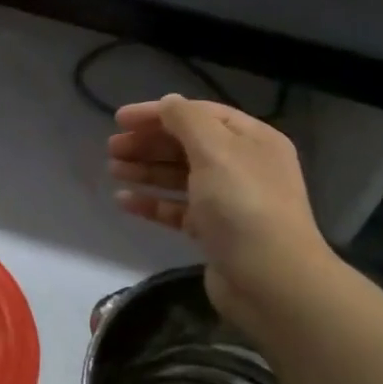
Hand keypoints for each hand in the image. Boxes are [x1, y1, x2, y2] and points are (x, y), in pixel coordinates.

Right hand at [108, 95, 332, 321]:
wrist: (270, 281)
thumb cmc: (243, 205)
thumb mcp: (215, 151)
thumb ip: (187, 120)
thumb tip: (168, 102)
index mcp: (251, 140)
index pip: (200, 114)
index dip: (159, 113)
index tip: (120, 119)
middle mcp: (243, 166)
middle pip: (187, 145)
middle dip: (149, 143)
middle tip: (111, 147)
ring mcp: (229, 201)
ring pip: (180, 177)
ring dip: (146, 170)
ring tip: (112, 170)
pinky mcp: (214, 232)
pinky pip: (178, 209)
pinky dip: (152, 202)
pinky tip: (124, 201)